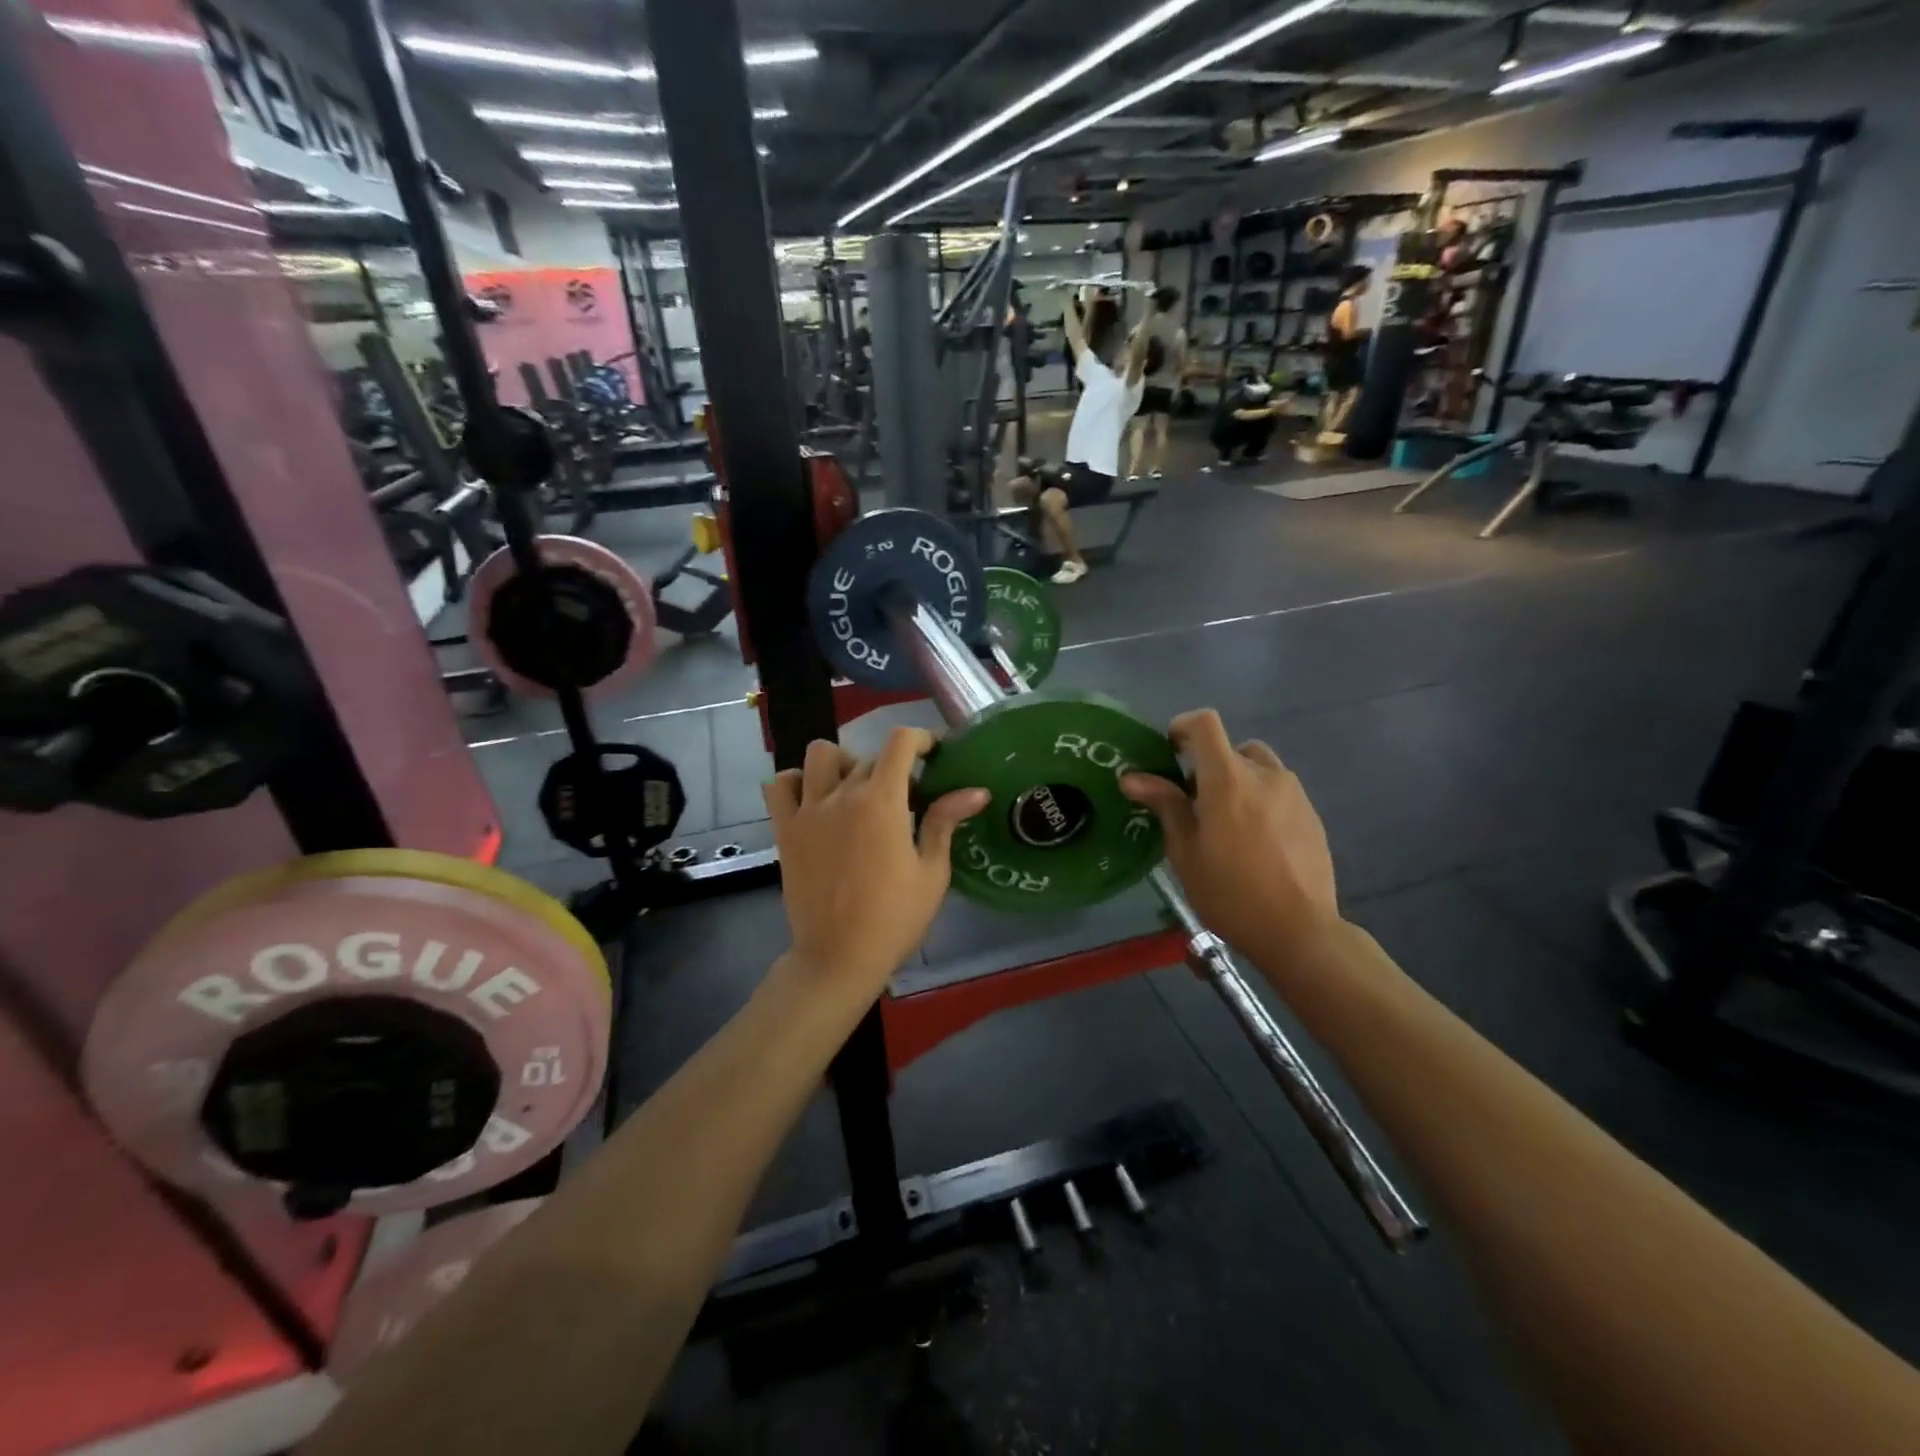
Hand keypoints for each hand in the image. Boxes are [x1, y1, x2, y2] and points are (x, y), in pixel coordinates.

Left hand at [764, 728, 989, 999]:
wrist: (839, 958)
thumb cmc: (894, 919)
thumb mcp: (931, 872)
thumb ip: (945, 822)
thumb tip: (976, 791)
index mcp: (881, 802)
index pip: (900, 742)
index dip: (921, 738)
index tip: (933, 754)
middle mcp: (841, 795)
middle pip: (869, 756)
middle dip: (894, 768)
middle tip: (906, 799)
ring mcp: (808, 811)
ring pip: (820, 755)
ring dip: (843, 763)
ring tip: (856, 790)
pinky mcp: (785, 830)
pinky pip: (780, 785)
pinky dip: (796, 781)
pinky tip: (816, 800)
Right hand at [1121, 710, 1339, 966]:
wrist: (1299, 930)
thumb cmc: (1230, 892)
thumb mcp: (1185, 852)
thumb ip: (1165, 805)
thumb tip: (1133, 777)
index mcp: (1228, 778)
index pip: (1205, 723)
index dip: (1182, 727)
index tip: (1169, 752)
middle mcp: (1264, 774)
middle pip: (1231, 748)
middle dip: (1209, 765)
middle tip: (1194, 803)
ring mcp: (1294, 793)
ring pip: (1258, 768)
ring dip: (1237, 781)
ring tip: (1227, 823)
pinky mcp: (1311, 814)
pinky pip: (1279, 791)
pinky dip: (1260, 800)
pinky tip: (1255, 842)